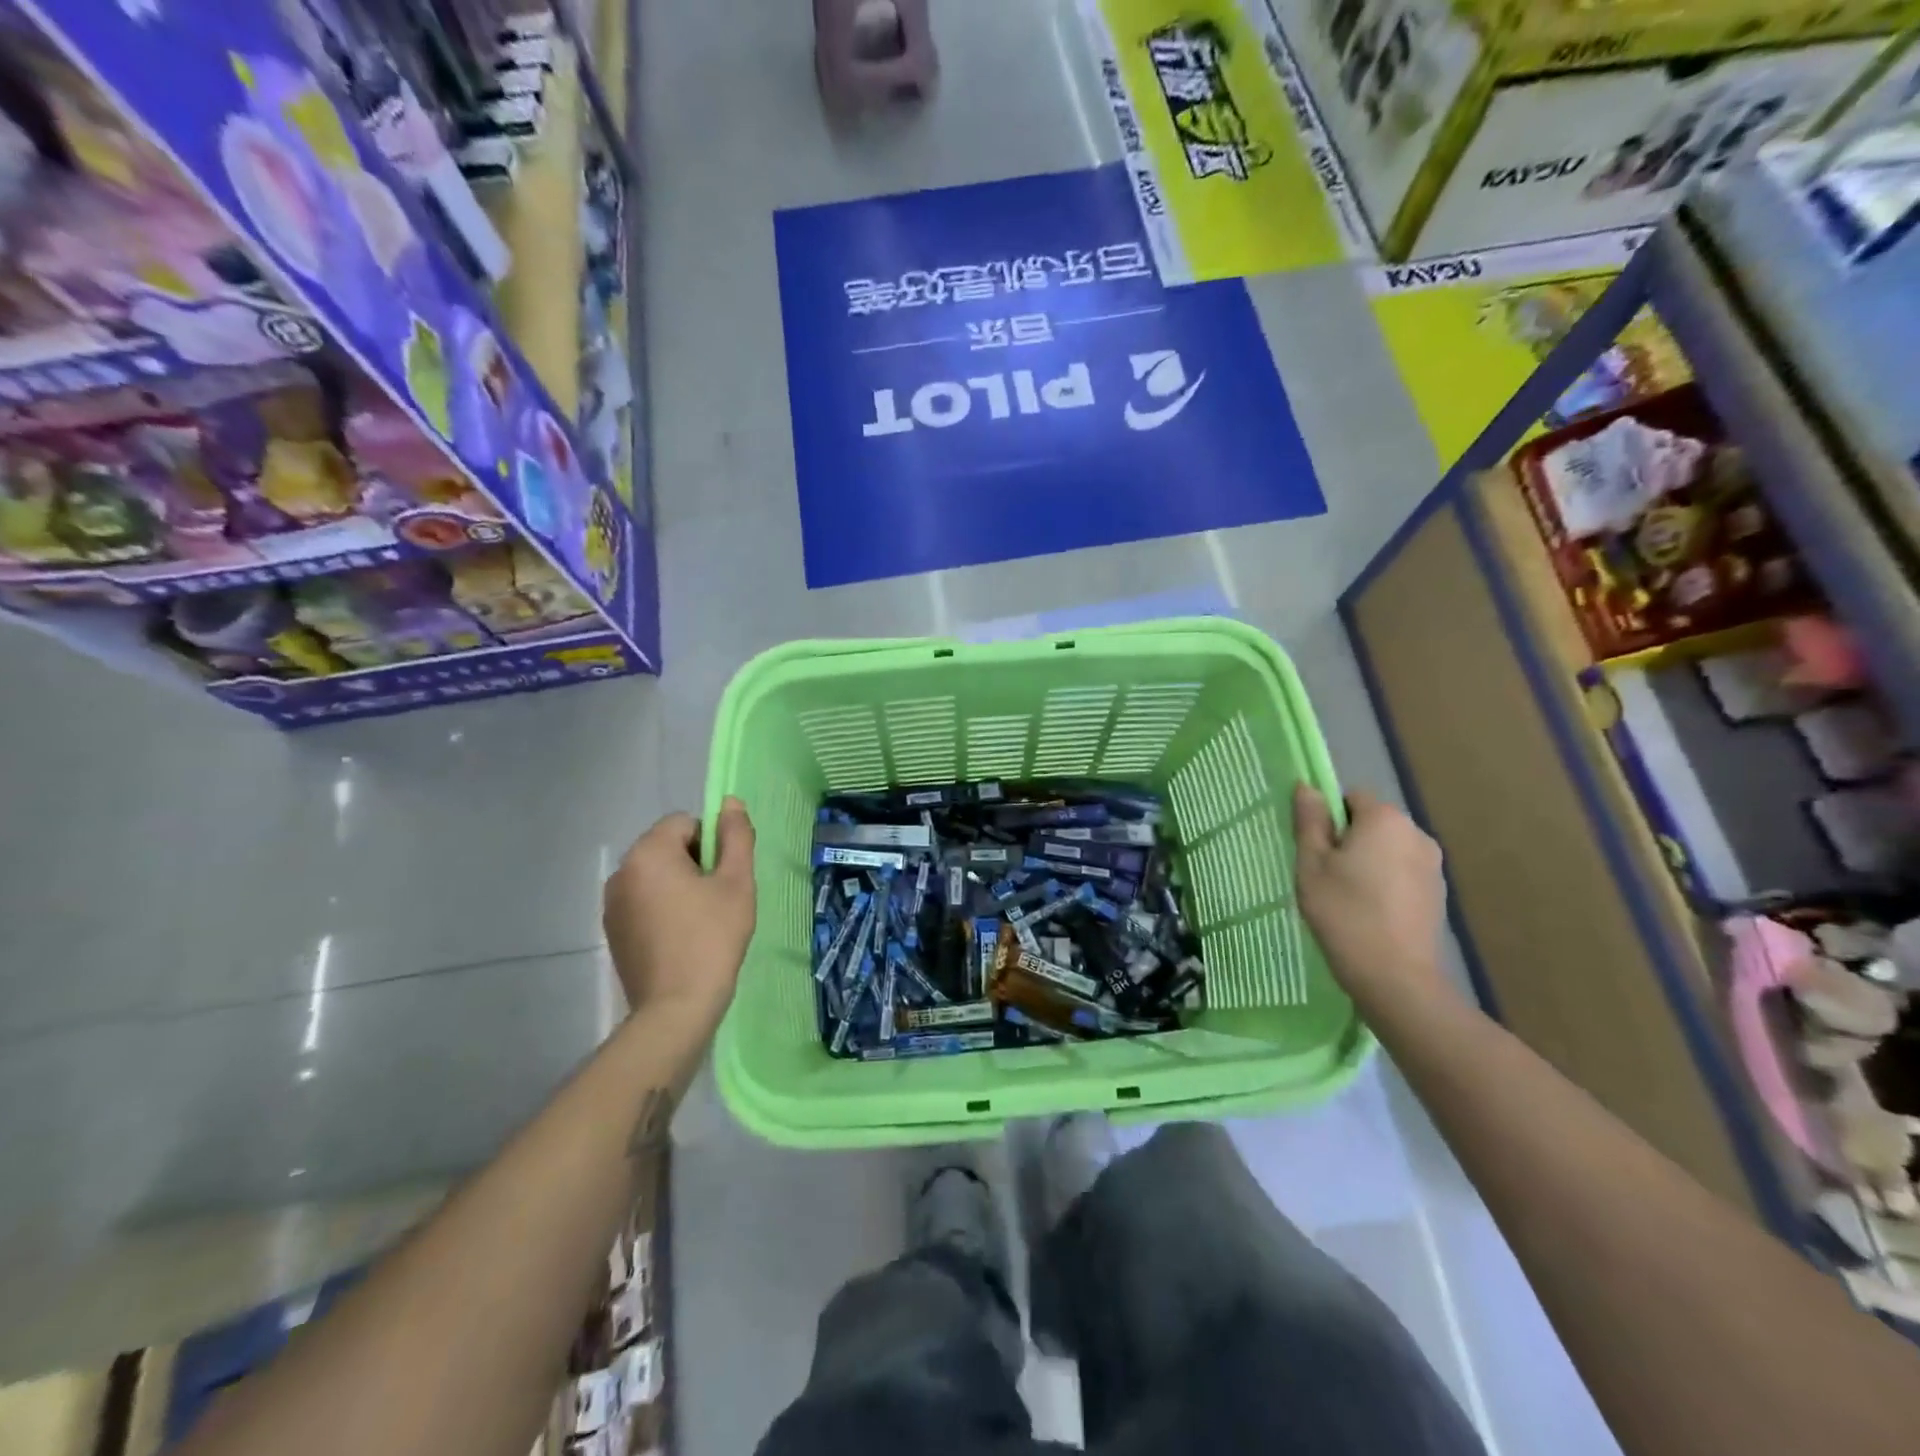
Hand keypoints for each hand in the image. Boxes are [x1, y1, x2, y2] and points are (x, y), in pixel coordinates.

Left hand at [604, 798, 756, 1023]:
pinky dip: (663, 909)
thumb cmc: (712, 937)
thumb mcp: (737, 882)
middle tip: (717, 900)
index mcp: (649, 853)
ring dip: (679, 886)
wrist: (676, 1007)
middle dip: (695, 864)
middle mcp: (622, 871)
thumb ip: (736, 836)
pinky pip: (643, 902)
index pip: (686, 823)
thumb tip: (730, 802)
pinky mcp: (613, 930)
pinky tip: (680, 938)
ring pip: (656, 876)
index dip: (712, 844)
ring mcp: (612, 903)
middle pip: (668, 848)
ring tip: (701, 921)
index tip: (725, 877)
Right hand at [1293, 785, 1456, 1013]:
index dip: (1327, 819)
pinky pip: (1402, 873)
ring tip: (1348, 898)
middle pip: (1371, 823)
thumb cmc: (1344, 913)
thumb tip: (1307, 787)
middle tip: (1325, 876)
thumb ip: (1310, 822)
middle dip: (1348, 841)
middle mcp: (1416, 833)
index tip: (1315, 851)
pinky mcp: (1438, 893)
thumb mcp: (1311, 865)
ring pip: (1387, 849)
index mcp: (1385, 819)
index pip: (1350, 797)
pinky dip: (1385, 883)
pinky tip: (1371, 913)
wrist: (1395, 977)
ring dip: (1368, 862)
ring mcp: (1433, 865)